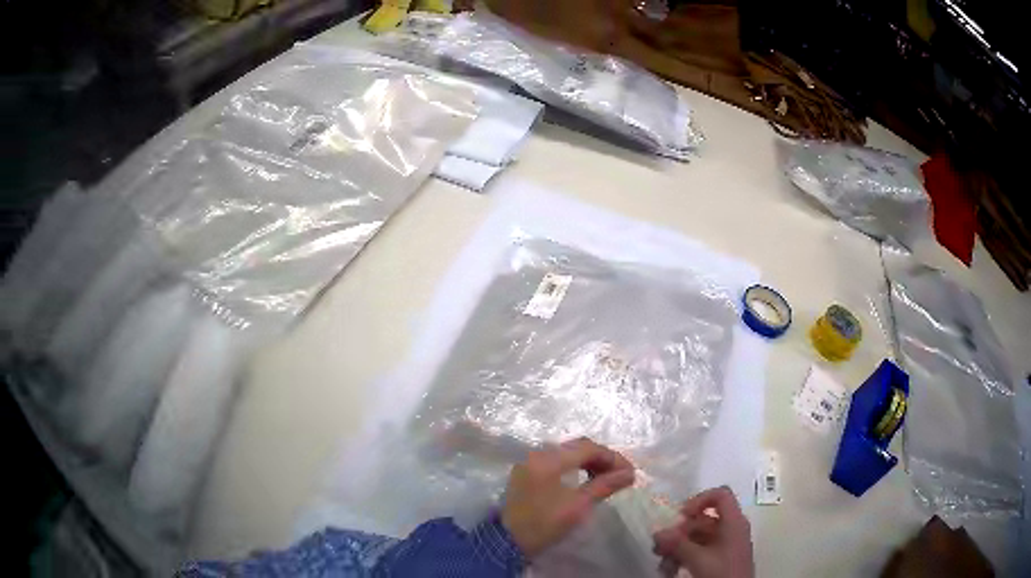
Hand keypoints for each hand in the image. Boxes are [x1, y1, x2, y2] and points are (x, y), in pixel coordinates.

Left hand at [501, 437, 635, 556]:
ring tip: (606, 478)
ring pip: (567, 453)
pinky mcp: (527, 472)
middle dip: (602, 458)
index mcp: (548, 459)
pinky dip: (574, 467)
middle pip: (577, 447)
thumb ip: (604, 486)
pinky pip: (556, 461)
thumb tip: (629, 474)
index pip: (588, 448)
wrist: (507, 542)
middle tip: (621, 474)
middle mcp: (538, 453)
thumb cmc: (543, 524)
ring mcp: (530, 461)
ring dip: (589, 462)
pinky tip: (586, 479)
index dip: (612, 457)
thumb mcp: (577, 506)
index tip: (630, 472)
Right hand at [652, 486, 753, 577]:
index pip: (720, 495)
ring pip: (698, 537)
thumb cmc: (722, 573)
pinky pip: (699, 551)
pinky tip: (670, 570)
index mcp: (733, 522)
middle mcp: (731, 529)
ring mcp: (725, 545)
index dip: (699, 500)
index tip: (680, 516)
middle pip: (703, 519)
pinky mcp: (719, 560)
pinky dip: (683, 557)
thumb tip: (658, 532)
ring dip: (677, 548)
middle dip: (679, 532)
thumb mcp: (698, 559)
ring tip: (663, 563)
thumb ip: (678, 544)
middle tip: (660, 546)